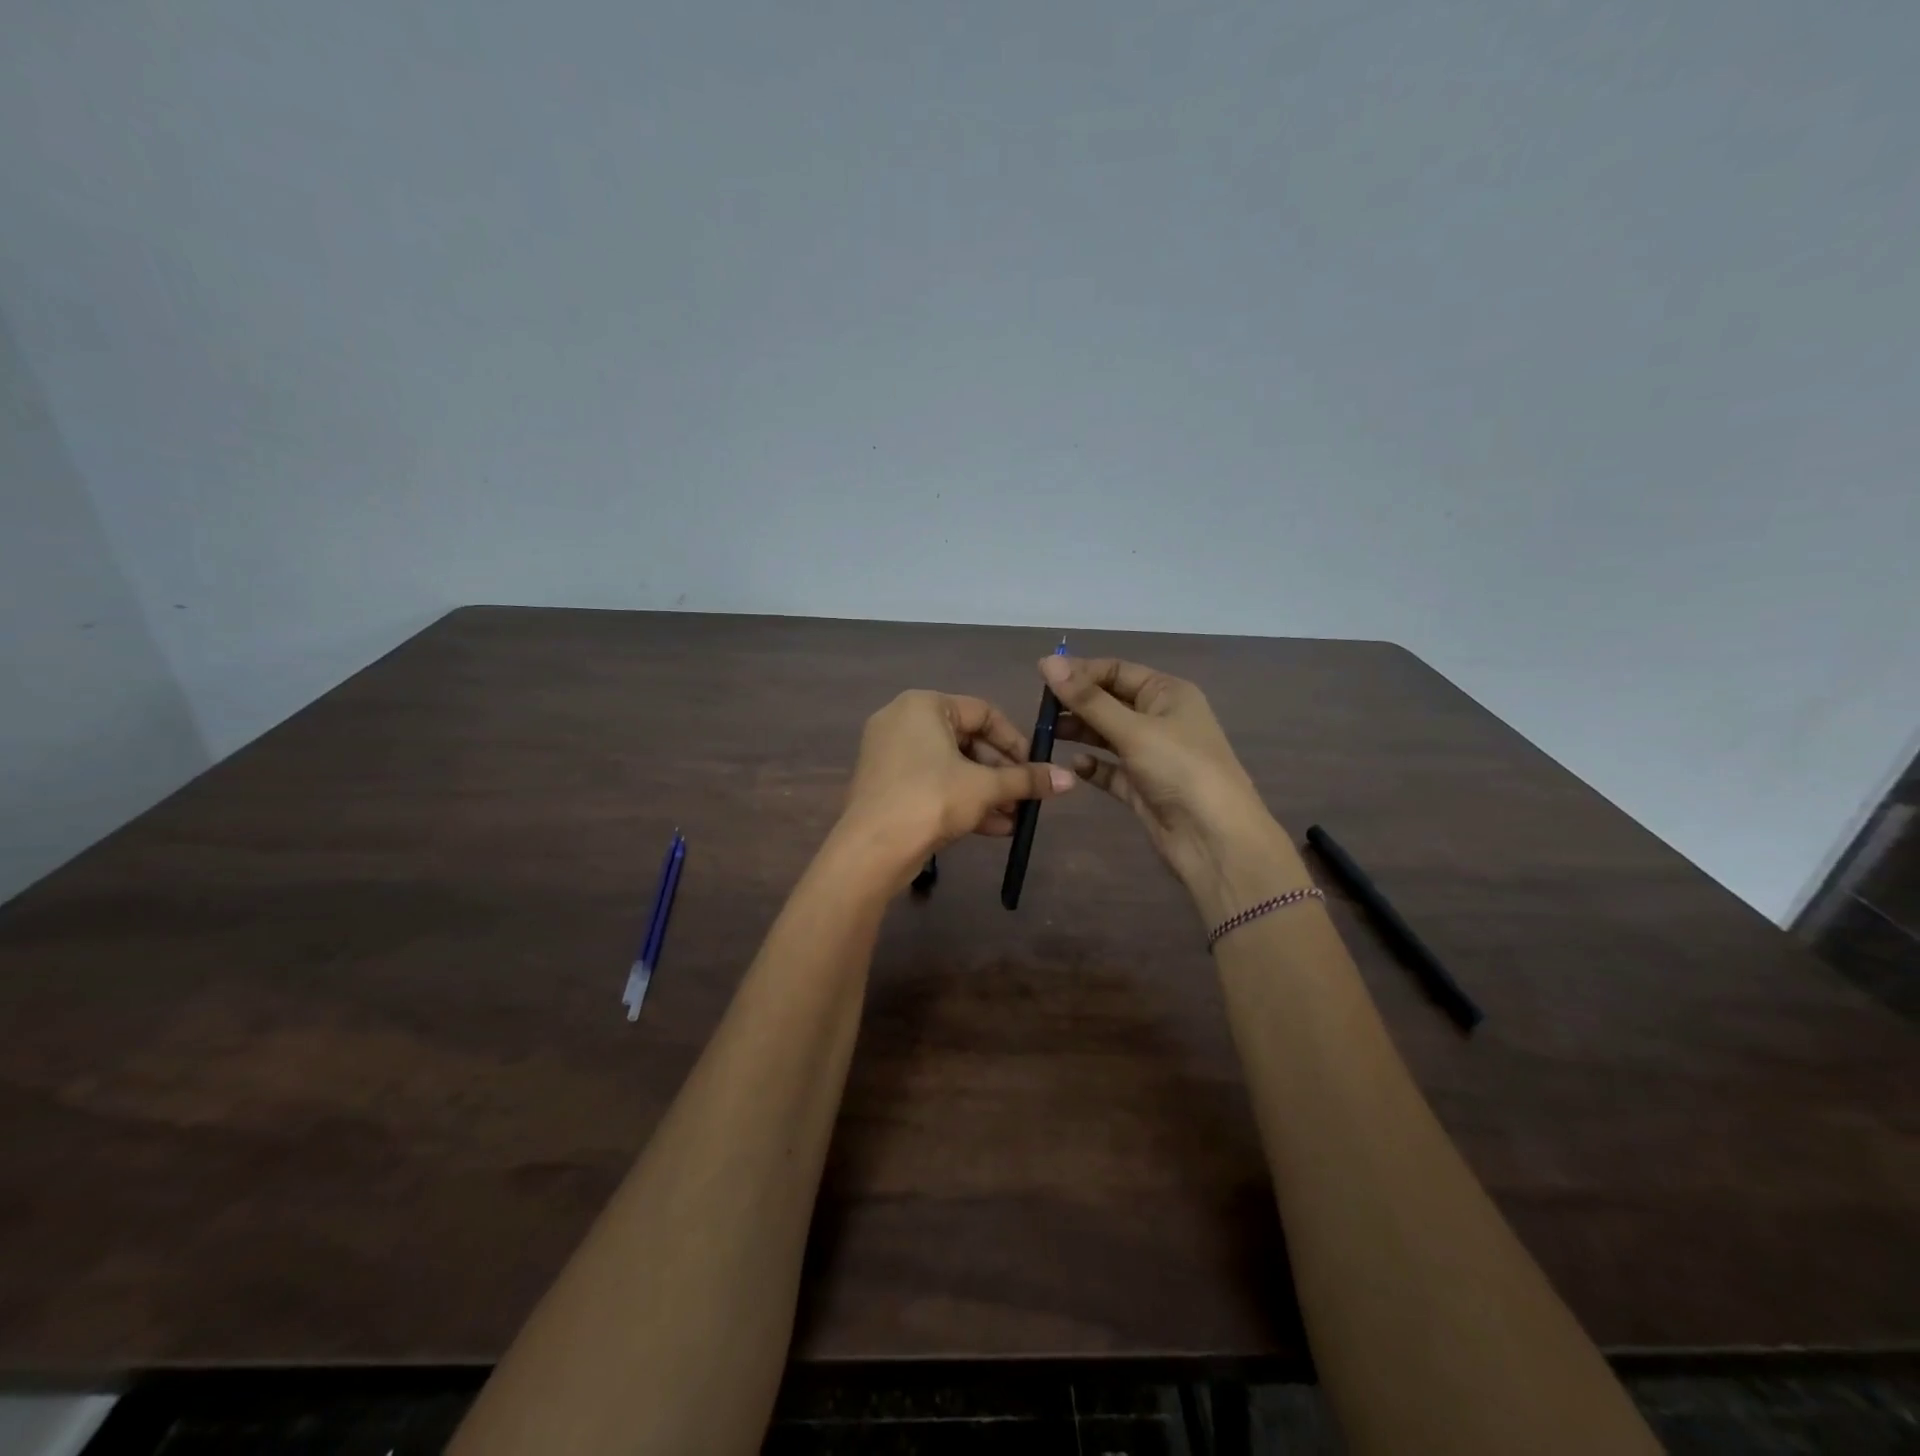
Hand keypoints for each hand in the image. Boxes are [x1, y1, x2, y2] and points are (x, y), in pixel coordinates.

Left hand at [837, 689, 1075, 885]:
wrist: (872, 849)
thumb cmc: (931, 800)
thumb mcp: (985, 788)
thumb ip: (1026, 780)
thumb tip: (1070, 779)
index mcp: (924, 705)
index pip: (984, 713)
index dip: (1015, 741)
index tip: (1036, 768)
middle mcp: (903, 721)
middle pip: (968, 741)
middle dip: (1001, 773)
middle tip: (1026, 797)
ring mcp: (891, 753)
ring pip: (951, 766)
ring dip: (987, 792)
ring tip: (1016, 818)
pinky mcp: (887, 784)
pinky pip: (932, 783)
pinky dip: (961, 800)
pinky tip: (994, 828)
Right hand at [1040, 655, 1308, 919]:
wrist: (1215, 839)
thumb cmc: (1180, 770)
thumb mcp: (1133, 729)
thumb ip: (1088, 699)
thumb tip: (1047, 661)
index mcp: (1168, 693)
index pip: (1116, 670)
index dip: (1080, 671)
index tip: (1040, 676)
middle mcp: (1160, 718)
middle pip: (1109, 701)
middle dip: (1076, 703)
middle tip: (1038, 711)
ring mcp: (1152, 754)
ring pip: (1107, 735)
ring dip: (1079, 732)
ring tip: (1046, 734)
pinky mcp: (1142, 786)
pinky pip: (1110, 769)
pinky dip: (1093, 766)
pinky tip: (1073, 766)